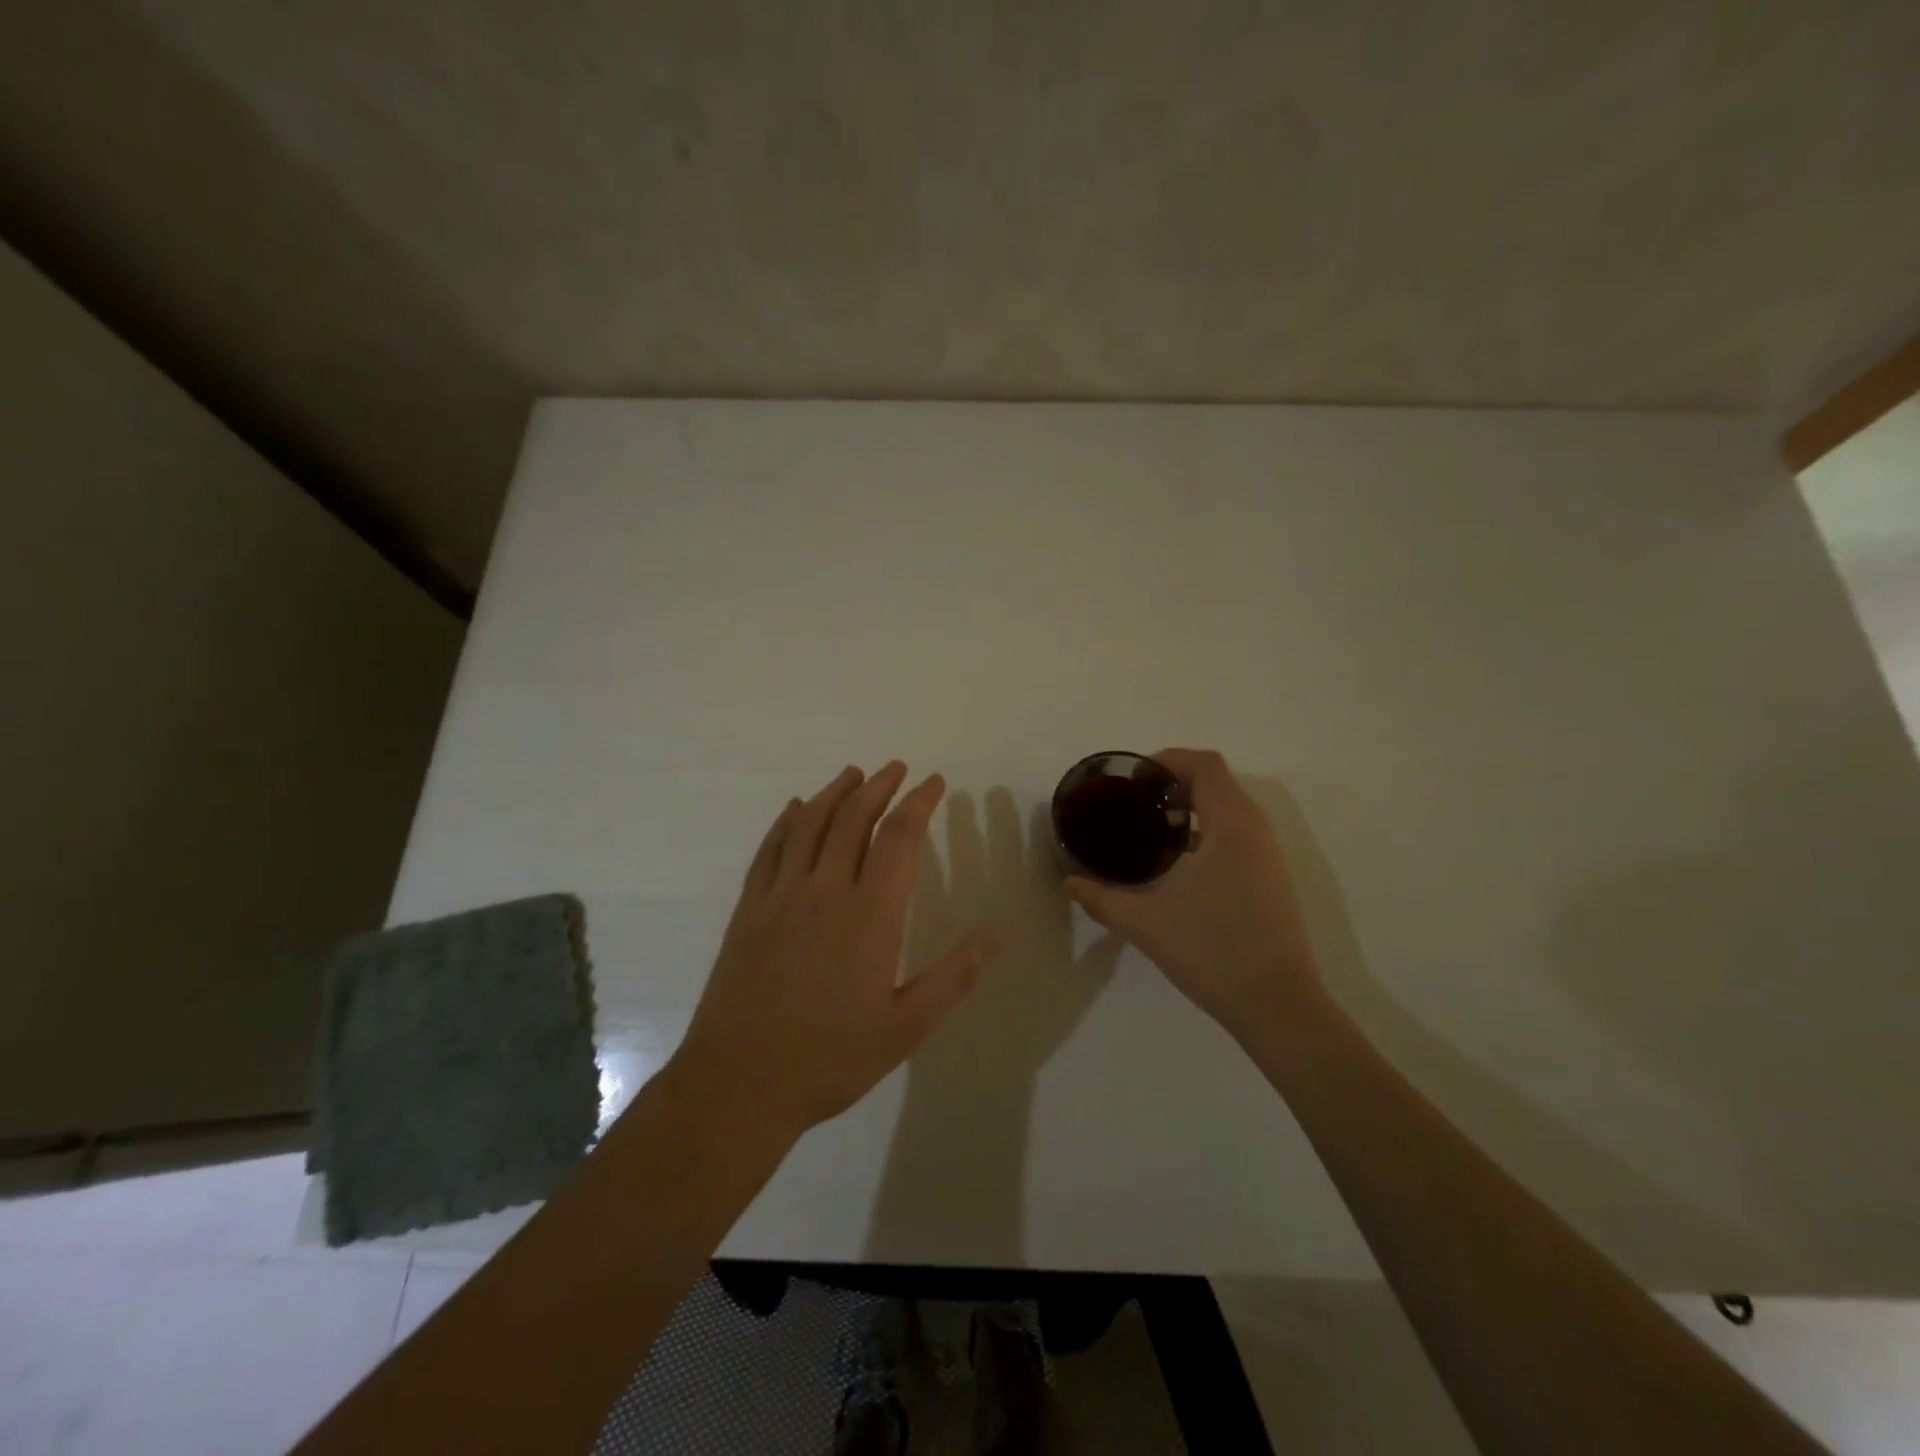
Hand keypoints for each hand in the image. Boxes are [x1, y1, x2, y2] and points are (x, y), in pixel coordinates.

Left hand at [668, 762, 1001, 1145]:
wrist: (739, 1084)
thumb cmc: (831, 1058)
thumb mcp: (906, 1027)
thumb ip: (954, 976)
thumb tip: (996, 933)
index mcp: (869, 914)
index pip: (899, 838)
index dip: (919, 804)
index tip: (934, 782)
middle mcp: (825, 890)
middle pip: (853, 819)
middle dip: (879, 787)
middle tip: (897, 769)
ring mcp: (780, 896)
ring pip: (810, 825)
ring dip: (835, 793)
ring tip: (854, 774)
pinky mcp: (749, 910)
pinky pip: (770, 850)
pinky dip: (786, 822)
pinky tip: (795, 809)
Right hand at [1065, 749, 1319, 1041]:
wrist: (1278, 1006)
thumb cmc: (1213, 952)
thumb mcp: (1147, 924)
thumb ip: (1102, 899)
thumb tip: (1069, 883)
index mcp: (1230, 825)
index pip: (1204, 764)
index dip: (1167, 761)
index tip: (1132, 781)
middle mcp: (1255, 830)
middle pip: (1216, 782)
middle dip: (1173, 784)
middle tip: (1133, 804)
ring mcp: (1267, 856)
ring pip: (1229, 809)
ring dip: (1191, 808)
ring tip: (1150, 831)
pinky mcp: (1270, 879)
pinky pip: (1237, 834)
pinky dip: (1206, 832)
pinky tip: (1178, 865)